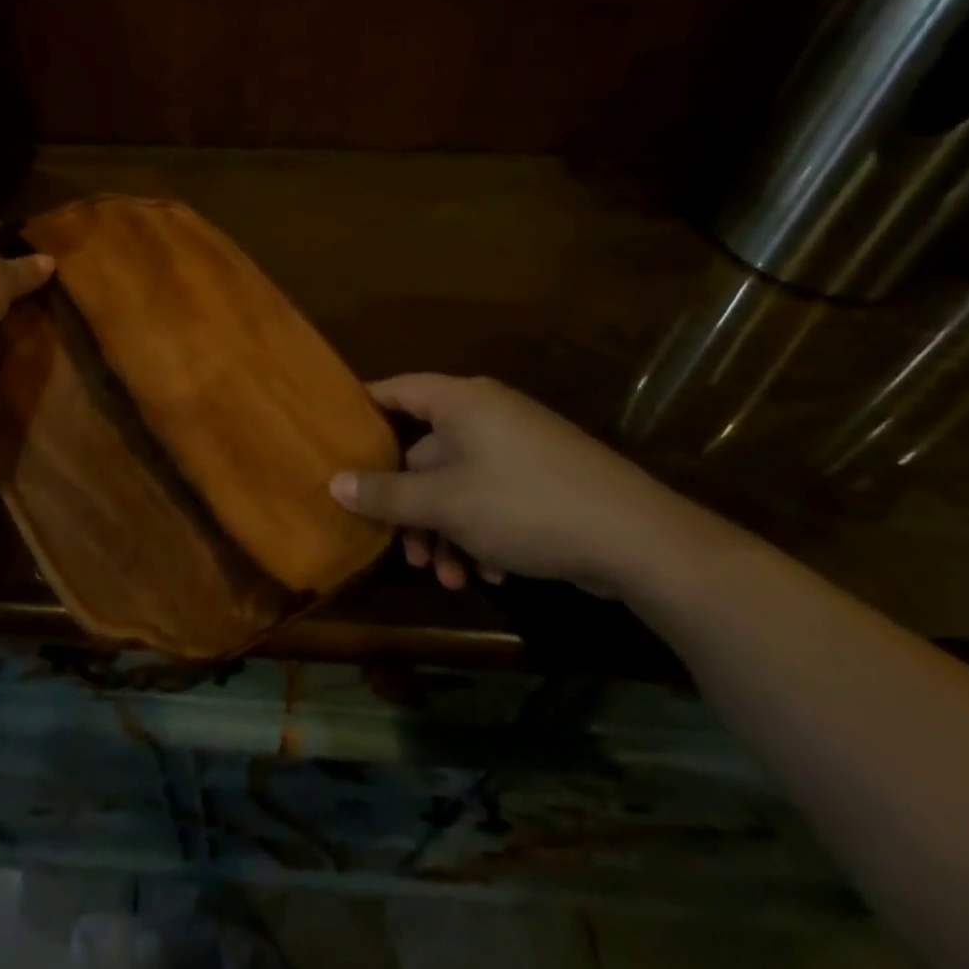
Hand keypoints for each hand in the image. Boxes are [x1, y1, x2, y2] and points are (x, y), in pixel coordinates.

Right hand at [329, 374, 716, 597]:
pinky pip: (492, 498)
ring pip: (458, 484)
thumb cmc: (524, 505)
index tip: (334, 439)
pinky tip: (489, 574)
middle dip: (412, 507)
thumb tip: (333, 482)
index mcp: (461, 403)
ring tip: (449, 577)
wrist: (636, 538)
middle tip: (404, 551)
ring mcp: (517, 447)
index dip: (363, 410)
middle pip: (426, 452)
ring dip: (446, 532)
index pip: (396, 390)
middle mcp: (487, 415)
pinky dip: (481, 533)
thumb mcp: (445, 504)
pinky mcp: (542, 480)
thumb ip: (386, 493)